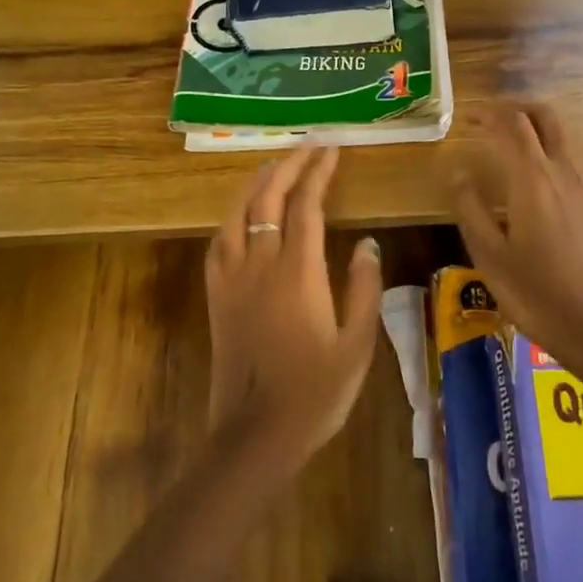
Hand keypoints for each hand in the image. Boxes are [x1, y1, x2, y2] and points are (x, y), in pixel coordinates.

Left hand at [205, 145, 383, 463]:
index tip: (331, 150)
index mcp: (298, 272)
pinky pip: (219, 243)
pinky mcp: (216, 297)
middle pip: (269, 198)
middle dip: (288, 165)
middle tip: (308, 146)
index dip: (319, 172)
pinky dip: (232, 217)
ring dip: (257, 183)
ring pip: (238, 214)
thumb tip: (366, 241)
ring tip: (274, 165)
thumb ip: (363, 288)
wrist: (255, 435)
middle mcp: (261, 264)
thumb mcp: (356, 345)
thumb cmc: (315, 392)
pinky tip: (241, 214)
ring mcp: (233, 279)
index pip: (307, 205)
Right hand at [447, 102, 582, 365]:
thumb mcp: (488, 253)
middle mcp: (563, 170)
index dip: (487, 113)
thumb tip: (457, 170)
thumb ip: (469, 206)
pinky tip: (539, 165)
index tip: (466, 116)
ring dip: (536, 122)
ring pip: (563, 131)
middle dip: (516, 107)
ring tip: (511, 135)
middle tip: (489, 117)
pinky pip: (573, 152)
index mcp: (533, 178)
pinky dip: (552, 142)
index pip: (511, 125)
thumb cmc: (533, 291)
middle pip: (544, 116)